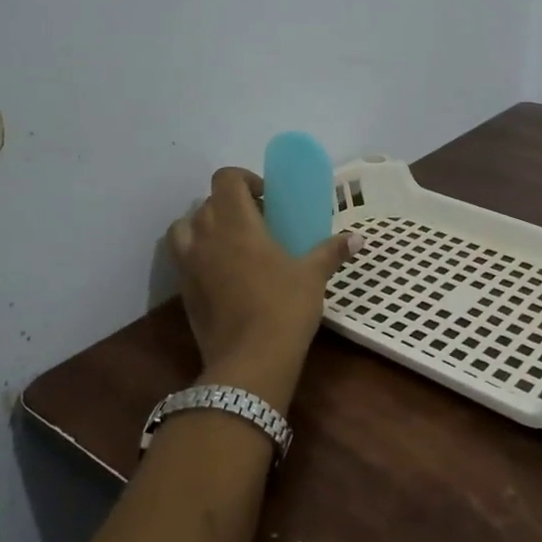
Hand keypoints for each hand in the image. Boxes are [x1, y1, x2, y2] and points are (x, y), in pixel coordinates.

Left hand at [166, 167, 359, 409]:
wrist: (249, 362)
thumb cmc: (284, 308)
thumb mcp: (312, 276)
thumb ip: (331, 251)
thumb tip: (358, 238)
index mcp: (236, 223)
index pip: (226, 179)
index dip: (244, 179)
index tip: (266, 196)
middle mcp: (206, 236)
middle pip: (206, 202)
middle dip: (229, 205)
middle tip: (256, 222)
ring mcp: (189, 265)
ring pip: (183, 228)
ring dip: (203, 226)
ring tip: (229, 242)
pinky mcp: (183, 292)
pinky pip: (183, 259)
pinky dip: (198, 256)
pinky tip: (223, 274)